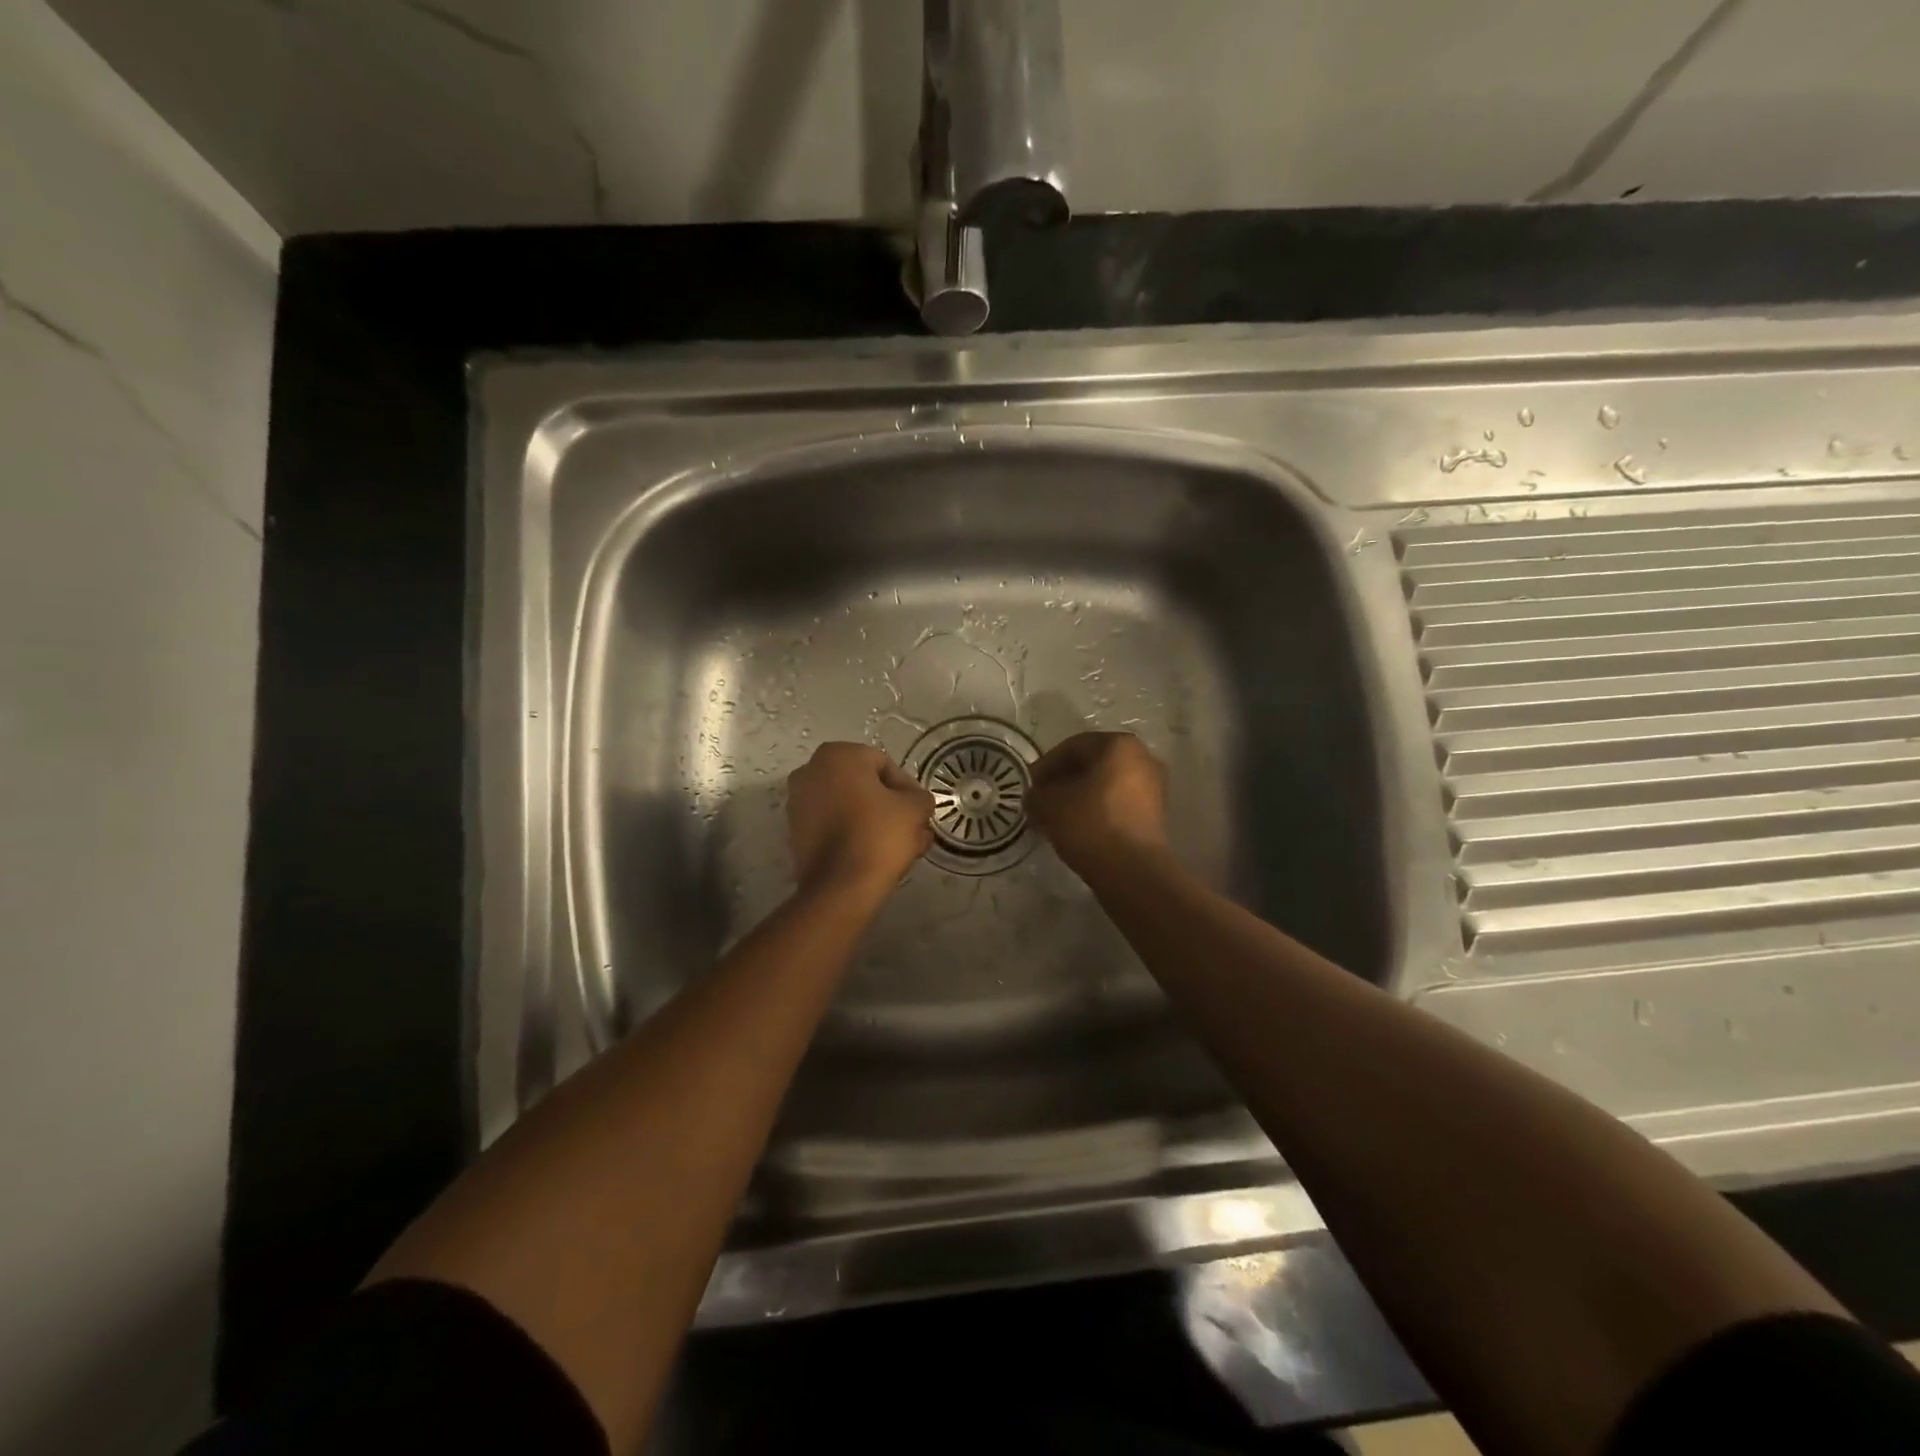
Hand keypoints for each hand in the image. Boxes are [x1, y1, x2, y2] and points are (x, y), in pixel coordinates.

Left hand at [787, 742, 935, 894]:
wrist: (840, 887)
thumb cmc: (878, 835)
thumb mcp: (914, 809)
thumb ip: (920, 797)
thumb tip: (917, 801)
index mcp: (838, 755)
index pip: (883, 764)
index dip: (906, 788)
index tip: (919, 811)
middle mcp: (810, 771)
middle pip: (863, 785)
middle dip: (889, 805)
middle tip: (912, 827)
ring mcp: (797, 802)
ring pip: (848, 806)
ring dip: (873, 820)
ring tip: (899, 845)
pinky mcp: (795, 832)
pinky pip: (833, 825)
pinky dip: (852, 833)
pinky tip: (875, 853)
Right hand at [1028, 732, 1168, 881]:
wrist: (1134, 872)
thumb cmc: (1090, 824)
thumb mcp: (1049, 805)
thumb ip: (1036, 795)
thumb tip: (1035, 797)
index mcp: (1119, 745)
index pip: (1072, 747)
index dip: (1045, 766)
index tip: (1029, 787)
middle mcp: (1142, 758)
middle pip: (1091, 765)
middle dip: (1062, 782)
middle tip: (1040, 802)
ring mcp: (1154, 787)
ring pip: (1105, 786)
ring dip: (1078, 798)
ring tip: (1055, 819)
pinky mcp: (1156, 815)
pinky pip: (1118, 804)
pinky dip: (1096, 812)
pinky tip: (1077, 830)